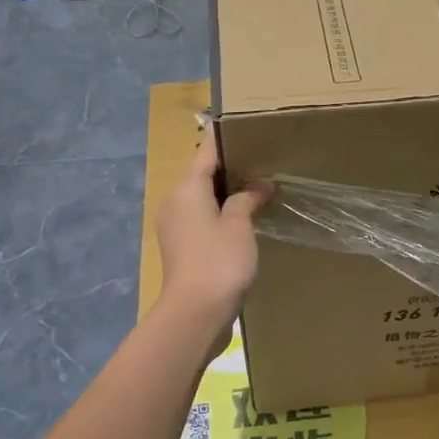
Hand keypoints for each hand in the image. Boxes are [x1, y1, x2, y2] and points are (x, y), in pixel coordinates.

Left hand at [157, 126, 270, 326]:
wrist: (195, 314)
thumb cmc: (219, 261)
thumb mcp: (240, 225)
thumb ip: (248, 199)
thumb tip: (261, 184)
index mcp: (187, 189)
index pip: (206, 152)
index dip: (224, 138)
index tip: (241, 124)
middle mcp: (176, 202)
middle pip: (203, 175)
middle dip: (230, 167)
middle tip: (262, 157)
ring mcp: (176, 227)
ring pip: (203, 198)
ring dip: (227, 192)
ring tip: (259, 186)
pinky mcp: (183, 248)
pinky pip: (203, 219)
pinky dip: (222, 213)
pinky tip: (245, 218)